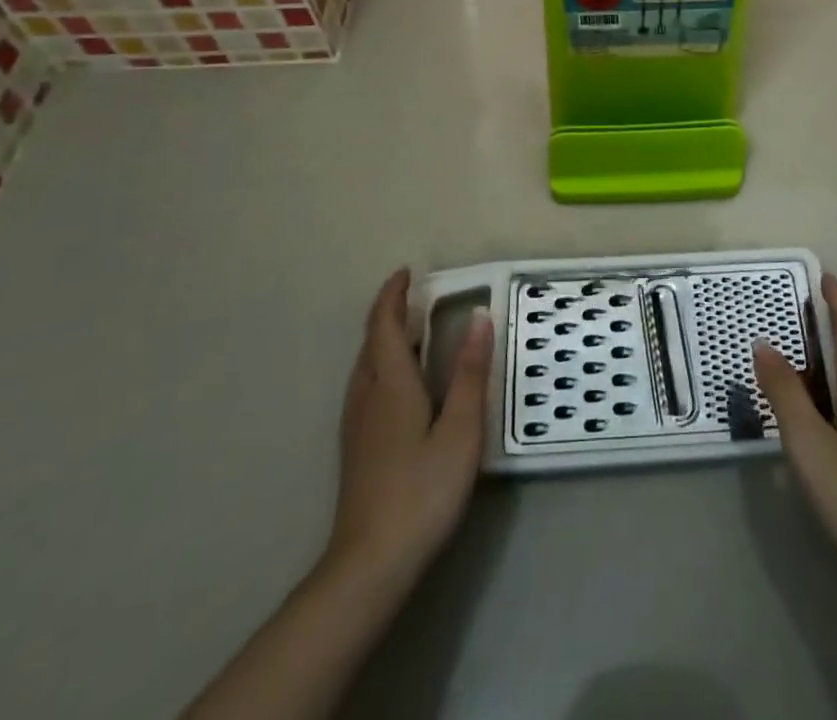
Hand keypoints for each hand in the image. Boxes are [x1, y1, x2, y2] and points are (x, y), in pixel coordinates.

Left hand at [323, 268, 492, 593]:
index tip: (406, 272)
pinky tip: (398, 384)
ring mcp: (357, 425)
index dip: (393, 296)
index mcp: (391, 385)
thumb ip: (469, 373)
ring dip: (383, 339)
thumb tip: (479, 317)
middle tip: (414, 296)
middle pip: (371, 343)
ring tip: (409, 331)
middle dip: (387, 313)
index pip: (385, 326)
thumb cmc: (421, 491)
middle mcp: (367, 396)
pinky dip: (381, 364)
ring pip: (365, 366)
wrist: (369, 564)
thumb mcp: (460, 430)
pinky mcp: (357, 448)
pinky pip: (366, 386)